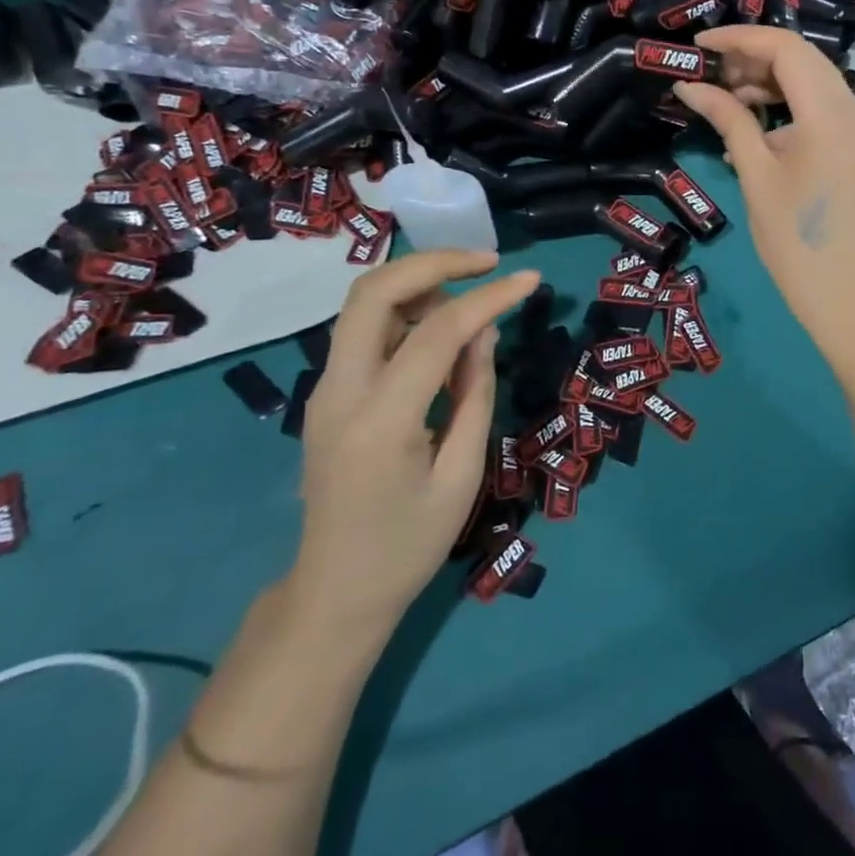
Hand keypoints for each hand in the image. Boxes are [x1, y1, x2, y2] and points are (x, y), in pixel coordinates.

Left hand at [289, 250, 541, 628]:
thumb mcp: (462, 476)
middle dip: (434, 262)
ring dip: (418, 284)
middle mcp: (339, 391)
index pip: (435, 332)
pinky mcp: (327, 394)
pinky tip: (443, 330)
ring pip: (362, 304)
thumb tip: (485, 331)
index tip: (530, 280)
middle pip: (373, 291)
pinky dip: (404, 311)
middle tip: (488, 263)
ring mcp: (324, 390)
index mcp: (379, 420)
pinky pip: (364, 331)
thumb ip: (475, 394)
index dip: (488, 298)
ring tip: (473, 296)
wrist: (334, 592)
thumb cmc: (408, 546)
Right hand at [674, 26, 854, 335]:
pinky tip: (752, 131)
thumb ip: (728, 120)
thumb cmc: (794, 239)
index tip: (699, 46)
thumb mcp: (756, 174)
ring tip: (725, 102)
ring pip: (812, 83)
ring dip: (769, 83)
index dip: (739, 39)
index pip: (786, 49)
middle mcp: (854, 111)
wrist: (843, 293)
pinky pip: (820, 111)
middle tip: (709, 74)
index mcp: (830, 114)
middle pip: (802, 60)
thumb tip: (688, 86)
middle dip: (753, 58)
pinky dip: (786, 110)